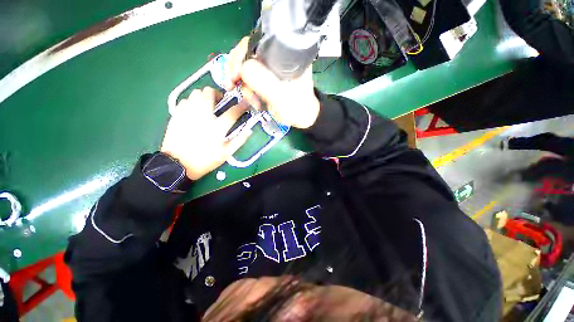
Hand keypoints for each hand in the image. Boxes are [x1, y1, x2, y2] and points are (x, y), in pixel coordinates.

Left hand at [161, 87, 250, 179]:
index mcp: (217, 128)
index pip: (232, 112)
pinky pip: (185, 100)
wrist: (178, 165)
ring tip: (207, 105)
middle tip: (220, 101)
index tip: (245, 103)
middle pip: (209, 93)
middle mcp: (203, 116)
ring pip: (196, 93)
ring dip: (204, 96)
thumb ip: (239, 140)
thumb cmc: (206, 160)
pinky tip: (194, 111)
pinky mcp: (177, 115)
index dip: (241, 106)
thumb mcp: (227, 153)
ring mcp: (188, 114)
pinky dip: (192, 102)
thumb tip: (249, 130)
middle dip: (217, 94)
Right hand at [226, 37, 320, 128]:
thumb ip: (263, 81)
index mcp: (284, 55)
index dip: (240, 55)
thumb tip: (242, 67)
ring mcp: (270, 69)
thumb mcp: (281, 96)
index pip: (256, 43)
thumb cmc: (297, 108)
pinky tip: (255, 102)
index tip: (234, 75)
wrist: (302, 118)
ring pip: (247, 69)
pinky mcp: (267, 79)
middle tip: (231, 85)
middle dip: (237, 71)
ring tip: (253, 102)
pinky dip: (249, 91)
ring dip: (245, 86)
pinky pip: (251, 80)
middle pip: (247, 54)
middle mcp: (276, 58)